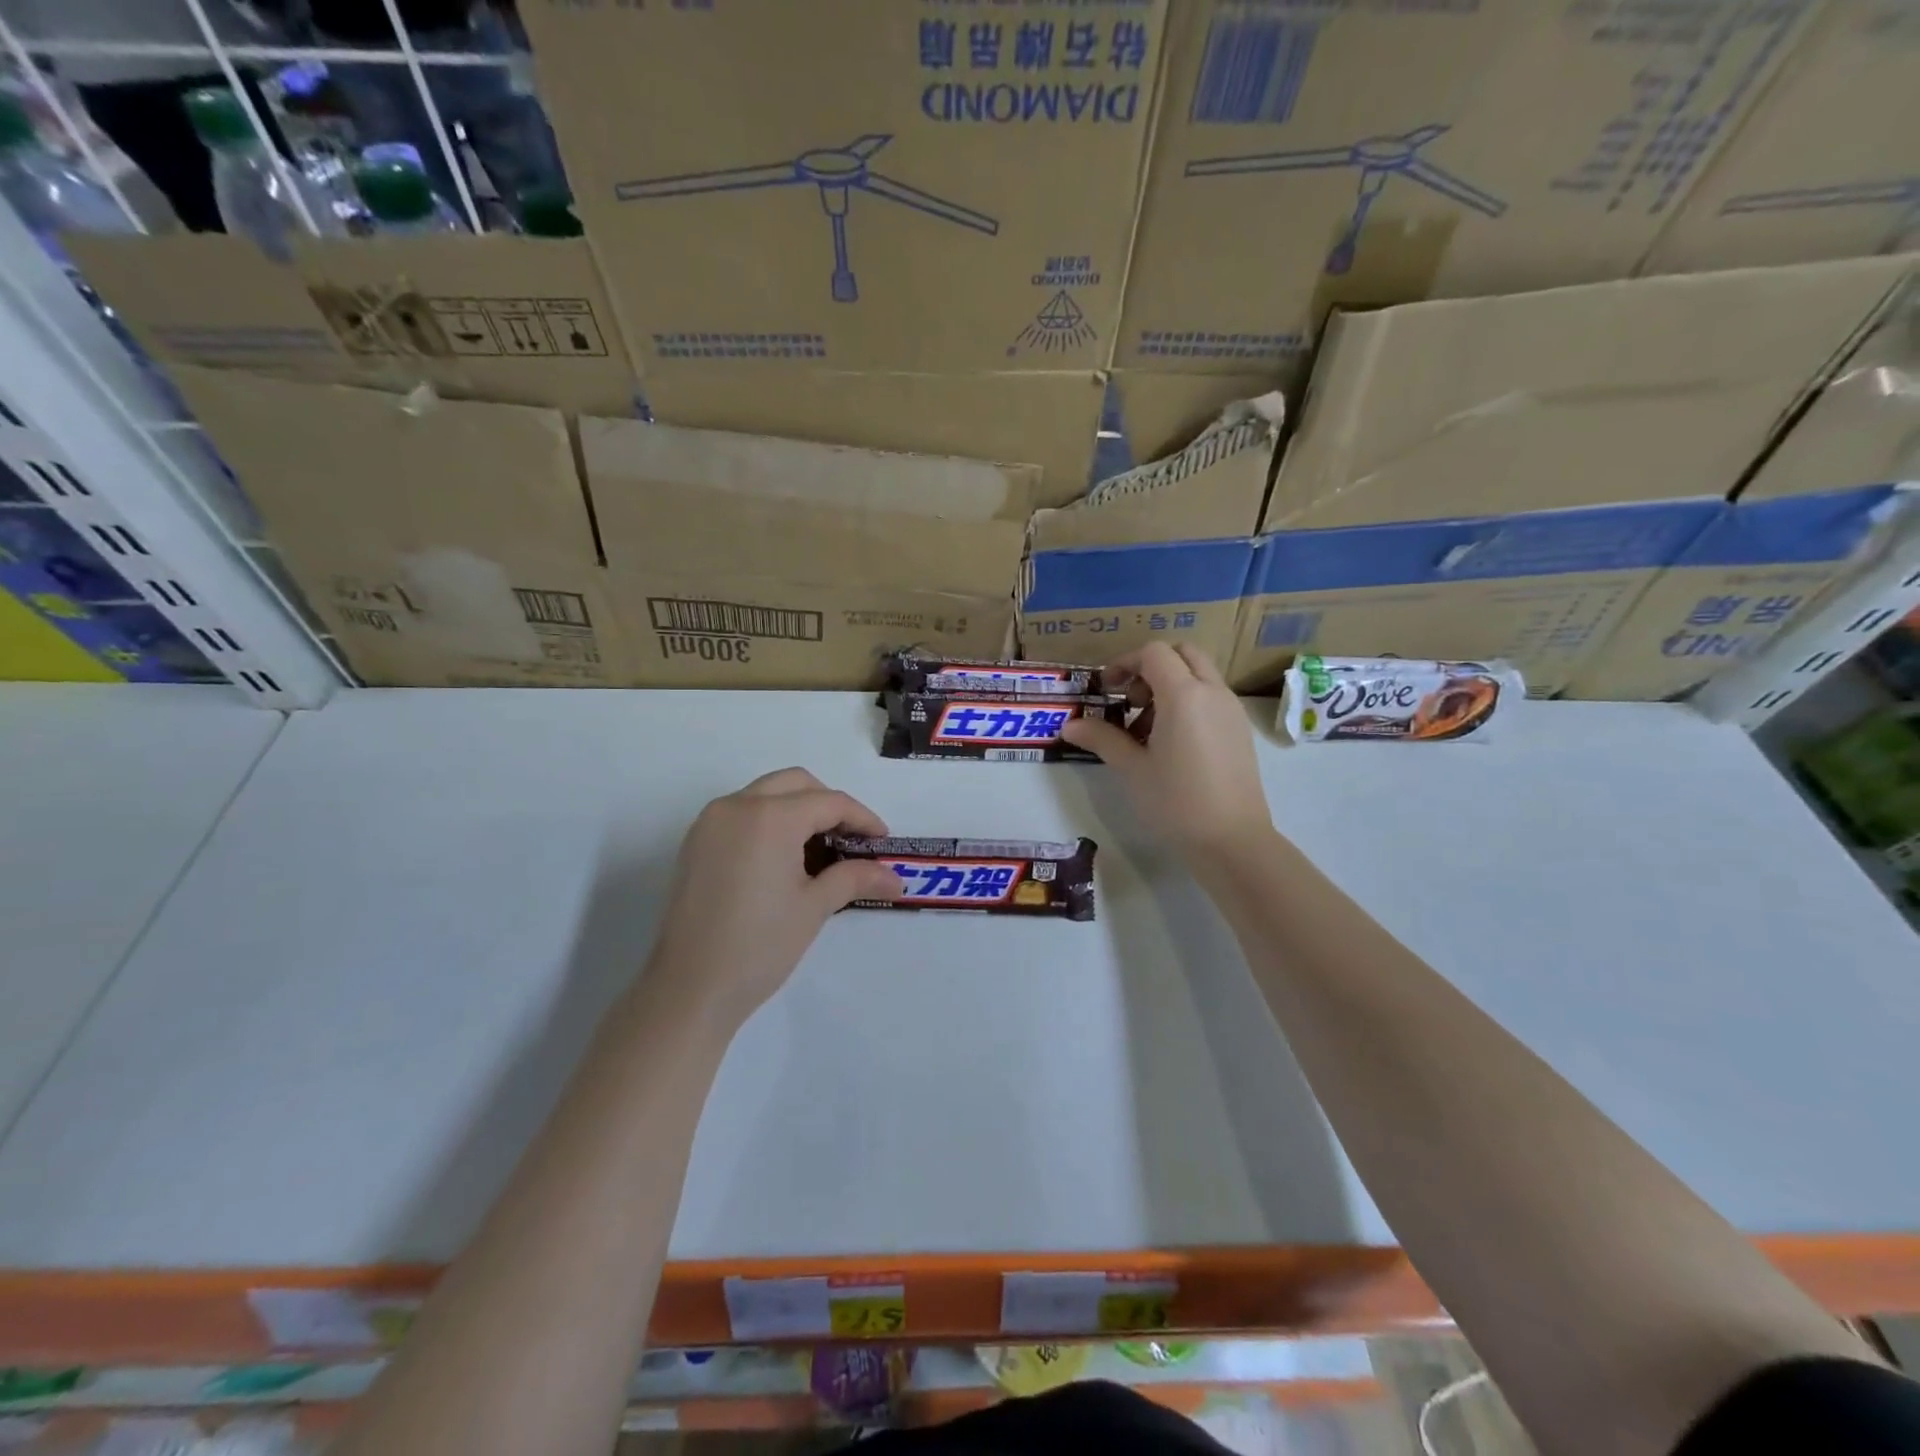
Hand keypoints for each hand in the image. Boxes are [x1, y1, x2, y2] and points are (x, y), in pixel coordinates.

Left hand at [645, 768, 901, 1031]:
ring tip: (820, 852)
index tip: (882, 843)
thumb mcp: (815, 907)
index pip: (829, 802)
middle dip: (829, 805)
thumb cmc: (759, 946)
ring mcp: (710, 822)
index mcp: (770, 817)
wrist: (689, 989)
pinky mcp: (696, 842)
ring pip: (766, 794)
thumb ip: (855, 878)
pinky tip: (784, 859)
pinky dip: (770, 821)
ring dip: (798, 810)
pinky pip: (742, 813)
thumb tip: (896, 877)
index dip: (862, 819)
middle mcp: (736, 805)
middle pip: (796, 784)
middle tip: (851, 841)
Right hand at [1061, 643, 1273, 862]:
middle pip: (1182, 653)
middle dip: (1151, 666)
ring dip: (1170, 685)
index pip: (1154, 653)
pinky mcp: (1240, 730)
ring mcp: (1231, 710)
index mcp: (1184, 694)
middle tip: (1130, 701)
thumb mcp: (1131, 768)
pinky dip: (1189, 701)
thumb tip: (1069, 725)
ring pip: (1199, 674)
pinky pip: (1212, 697)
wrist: (1232, 839)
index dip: (1125, 662)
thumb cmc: (1175, 801)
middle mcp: (1212, 692)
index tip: (1107, 689)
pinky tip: (1172, 743)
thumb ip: (1101, 738)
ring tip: (1146, 729)